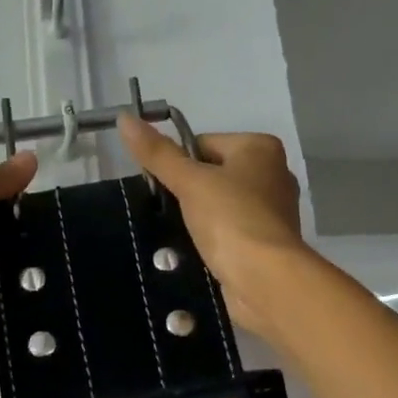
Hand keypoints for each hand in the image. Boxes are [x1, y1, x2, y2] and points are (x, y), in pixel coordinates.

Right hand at [118, 115, 305, 338]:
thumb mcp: (188, 181)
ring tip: (183, 234)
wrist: (265, 279)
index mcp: (260, 148)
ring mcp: (273, 210)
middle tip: (170, 212)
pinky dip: (213, 237)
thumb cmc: (230, 218)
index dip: (178, 164)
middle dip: (188, 192)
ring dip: (198, 217)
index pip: (202, 144)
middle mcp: (272, 173)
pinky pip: (229, 229)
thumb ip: (157, 152)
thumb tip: (125, 118)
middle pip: (211, 173)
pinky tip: (199, 250)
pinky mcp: (267, 241)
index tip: (165, 188)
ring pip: (219, 203)